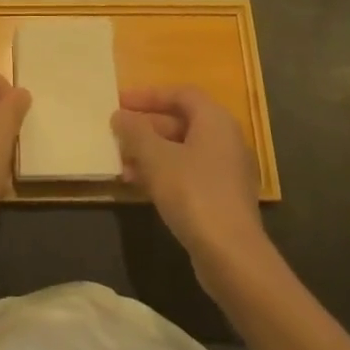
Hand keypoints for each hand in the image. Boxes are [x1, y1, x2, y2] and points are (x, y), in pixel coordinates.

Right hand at [113, 86, 268, 281]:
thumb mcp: (155, 157)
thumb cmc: (193, 193)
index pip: (180, 94)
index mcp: (215, 120)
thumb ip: (135, 132)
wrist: (231, 256)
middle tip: (117, 135)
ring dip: (151, 154)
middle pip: (181, 122)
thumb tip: (120, 116)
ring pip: (182, 151)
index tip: (120, 103)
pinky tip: (140, 187)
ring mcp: (226, 171)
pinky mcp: (222, 199)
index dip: (148, 95)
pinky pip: (188, 174)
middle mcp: (225, 140)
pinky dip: (164, 174)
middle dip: (146, 128)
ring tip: (122, 165)